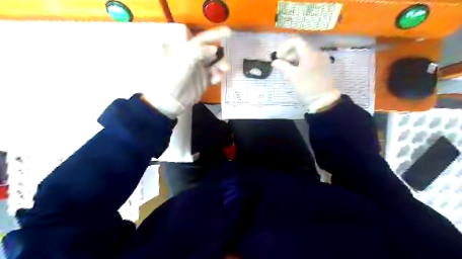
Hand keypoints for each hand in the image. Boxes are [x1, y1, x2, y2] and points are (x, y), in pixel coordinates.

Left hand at [144, 25, 230, 117]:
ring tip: (225, 68)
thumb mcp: (184, 59)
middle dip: (220, 53)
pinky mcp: (203, 82)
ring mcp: (199, 71)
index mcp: (187, 51)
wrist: (171, 99)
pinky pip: (214, 77)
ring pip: (214, 65)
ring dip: (221, 65)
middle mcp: (194, 59)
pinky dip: (217, 76)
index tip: (228, 32)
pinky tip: (217, 78)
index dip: (214, 35)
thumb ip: (199, 51)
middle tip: (229, 54)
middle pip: (210, 52)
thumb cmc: (174, 77)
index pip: (202, 40)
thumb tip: (214, 49)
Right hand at [271, 38, 338, 113]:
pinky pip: (311, 60)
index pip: (296, 41)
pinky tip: (297, 71)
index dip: (284, 47)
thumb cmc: (306, 87)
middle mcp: (318, 53)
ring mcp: (322, 59)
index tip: (278, 57)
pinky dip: (302, 62)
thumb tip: (274, 61)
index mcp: (310, 53)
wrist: (323, 100)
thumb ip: (282, 66)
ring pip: (306, 54)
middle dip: (289, 53)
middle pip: (301, 47)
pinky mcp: (324, 66)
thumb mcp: (292, 77)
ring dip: (295, 58)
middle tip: (281, 64)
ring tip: (288, 69)